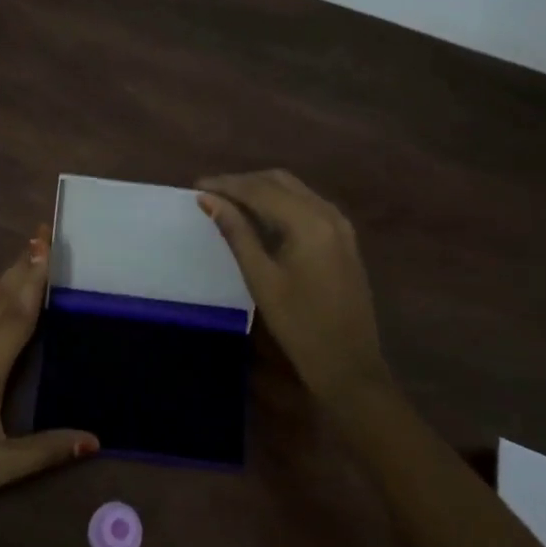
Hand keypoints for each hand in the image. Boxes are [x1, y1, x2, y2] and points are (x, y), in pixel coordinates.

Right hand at [196, 170, 391, 410]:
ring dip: (261, 190)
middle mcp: (328, 213)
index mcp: (309, 222)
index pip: (260, 189)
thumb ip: (236, 233)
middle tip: (211, 194)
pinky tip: (260, 216)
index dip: (226, 185)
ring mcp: (340, 224)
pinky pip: (307, 204)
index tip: (196, 186)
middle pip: (279, 181)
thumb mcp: (262, 279)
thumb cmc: (300, 326)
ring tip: (229, 202)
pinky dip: (280, 202)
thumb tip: (209, 200)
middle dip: (243, 183)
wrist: (349, 364)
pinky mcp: (343, 238)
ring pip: (295, 190)